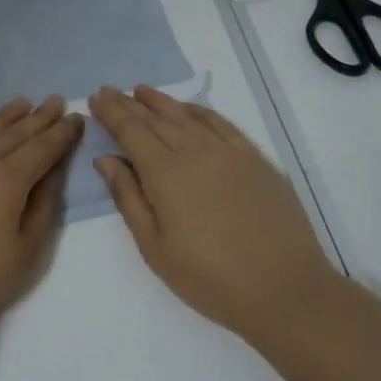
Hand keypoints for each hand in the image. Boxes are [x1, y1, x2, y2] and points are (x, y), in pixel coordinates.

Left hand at [0, 96, 82, 340]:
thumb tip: (52, 174)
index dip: (63, 133)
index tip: (77, 117)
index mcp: (8, 177)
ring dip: (6, 117)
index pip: (44, 147)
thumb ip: (42, 208)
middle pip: (15, 132)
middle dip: (39, 117)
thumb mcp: (24, 253)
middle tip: (55, 100)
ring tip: (21, 104)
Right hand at [89, 85, 340, 336]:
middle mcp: (196, 152)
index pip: (131, 131)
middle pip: (157, 119)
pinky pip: (222, 124)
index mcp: (166, 174)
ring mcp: (230, 152)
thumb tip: (106, 159)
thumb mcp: (154, 247)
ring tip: (142, 90)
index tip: (95, 98)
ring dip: (162, 101)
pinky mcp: (256, 159)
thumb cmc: (209, 278)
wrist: (284, 289)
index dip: (111, 113)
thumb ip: (128, 198)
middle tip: (111, 91)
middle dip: (130, 104)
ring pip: (188, 116)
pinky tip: (190, 109)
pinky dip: (200, 111)